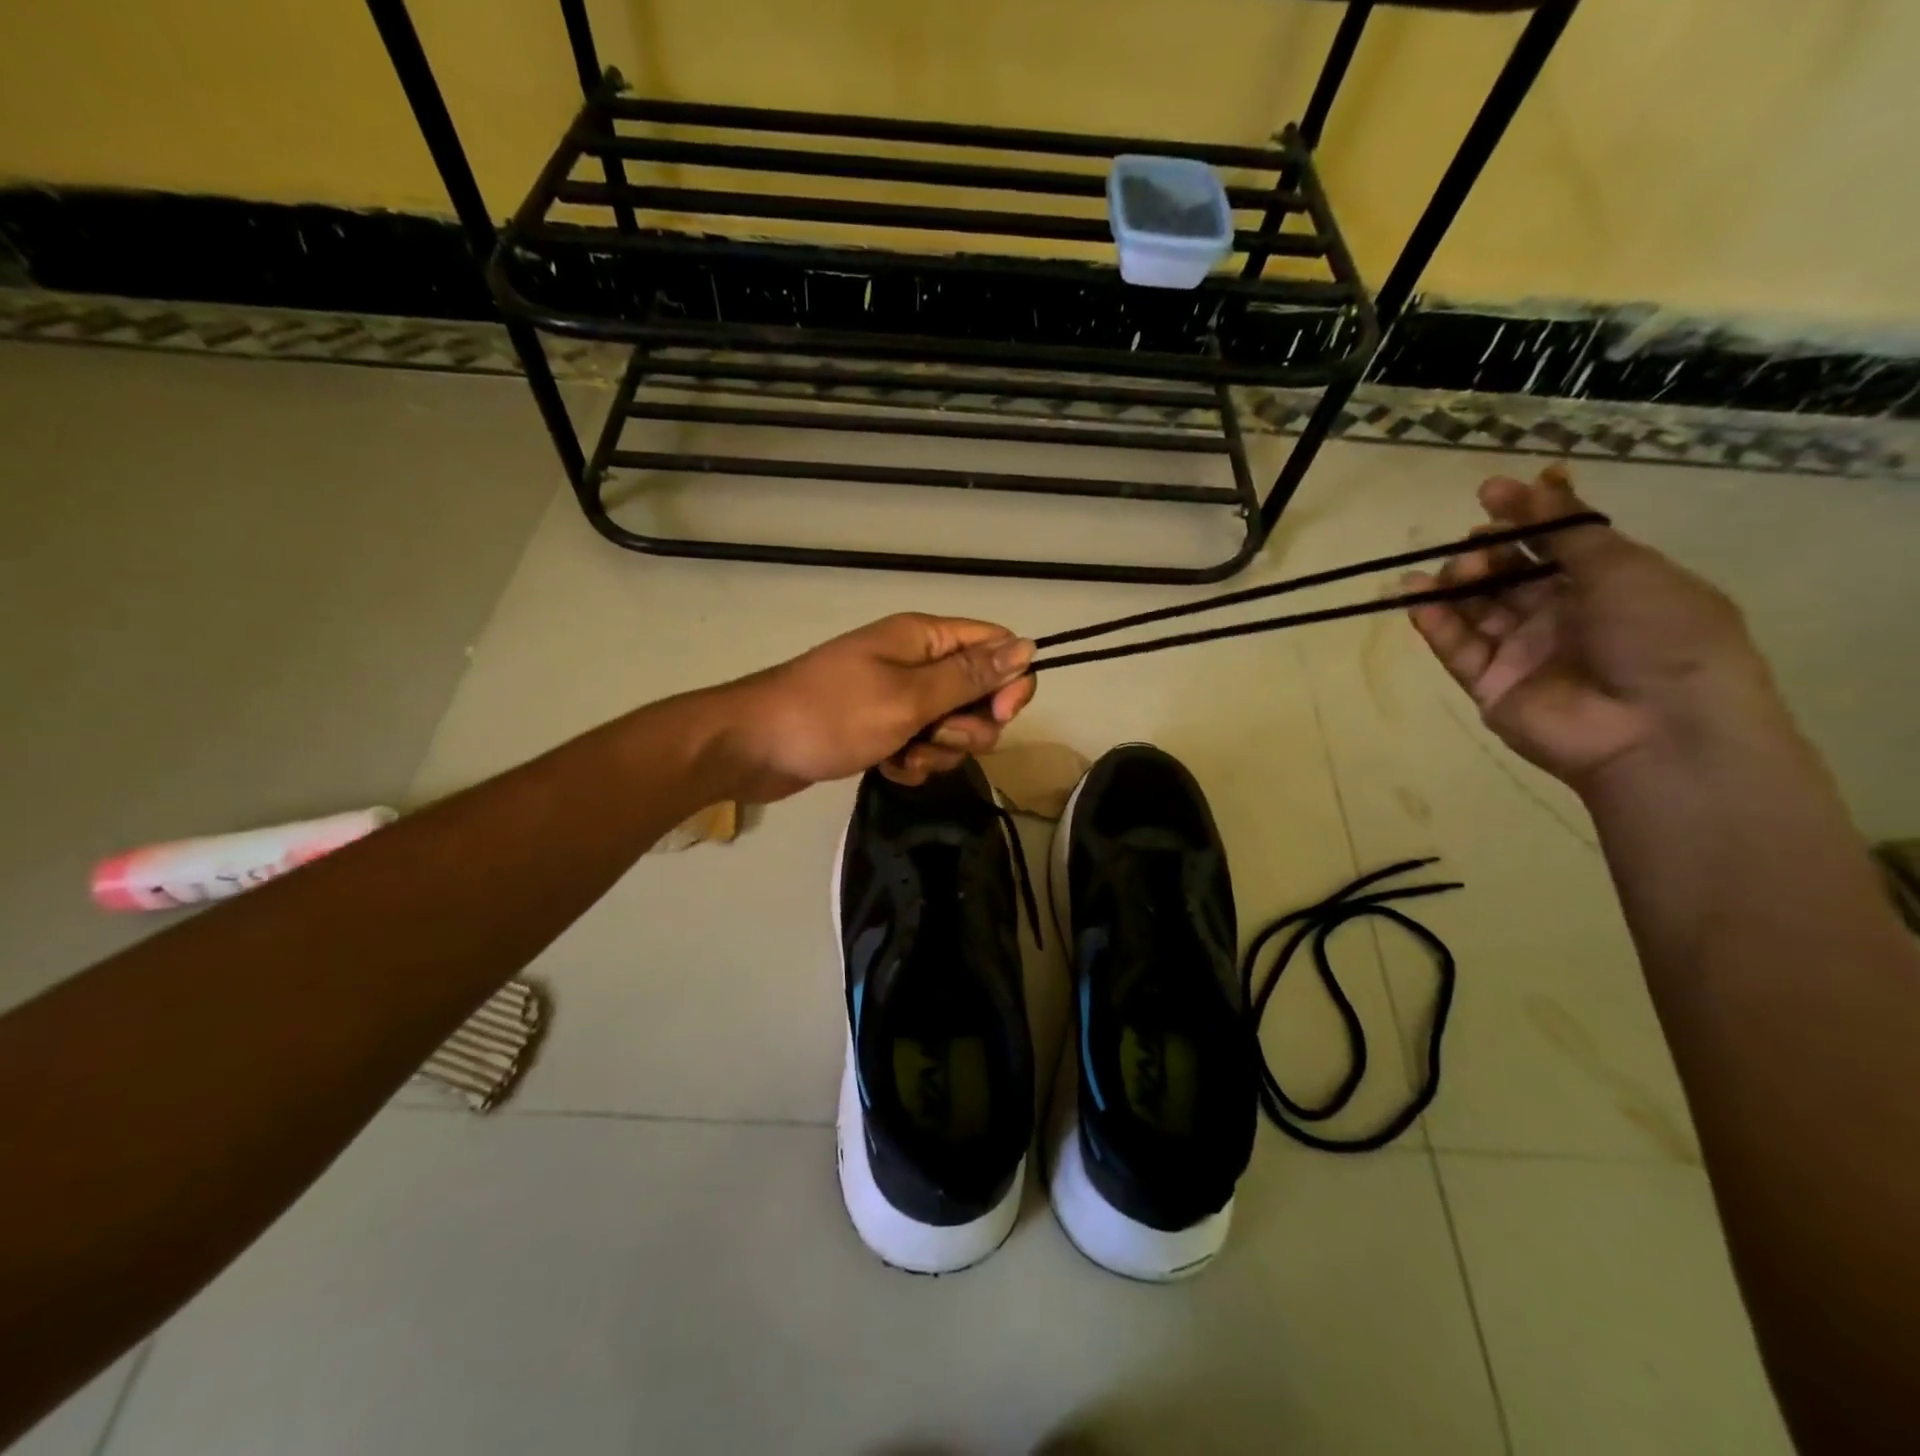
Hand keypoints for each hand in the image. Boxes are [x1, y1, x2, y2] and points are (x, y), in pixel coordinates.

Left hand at [714, 614, 1036, 800]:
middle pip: (979, 693)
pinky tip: (888, 769)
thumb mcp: (908, 697)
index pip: (996, 646)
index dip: (1008, 682)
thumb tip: (1027, 647)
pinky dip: (913, 761)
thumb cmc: (831, 715)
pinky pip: (922, 746)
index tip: (997, 715)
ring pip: (953, 727)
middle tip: (933, 738)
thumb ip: (970, 676)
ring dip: (938, 751)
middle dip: (967, 726)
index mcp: (925, 638)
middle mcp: (917, 662)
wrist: (752, 747)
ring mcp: (898, 697)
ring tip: (902, 756)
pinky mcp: (882, 728)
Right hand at [1405, 466, 1784, 789]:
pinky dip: (1435, 624)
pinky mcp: (1490, 685)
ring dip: (1456, 585)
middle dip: (1486, 554)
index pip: (1553, 544)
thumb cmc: (1660, 636)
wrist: (1657, 730)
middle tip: (1474, 546)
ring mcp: (1523, 653)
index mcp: (1607, 585)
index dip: (1522, 517)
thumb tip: (1536, 480)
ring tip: (1451, 574)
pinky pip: (1457, 648)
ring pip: (1476, 610)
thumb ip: (1568, 530)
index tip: (1488, 493)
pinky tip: (1418, 600)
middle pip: (1508, 576)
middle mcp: (1562, 616)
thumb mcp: (1625, 567)